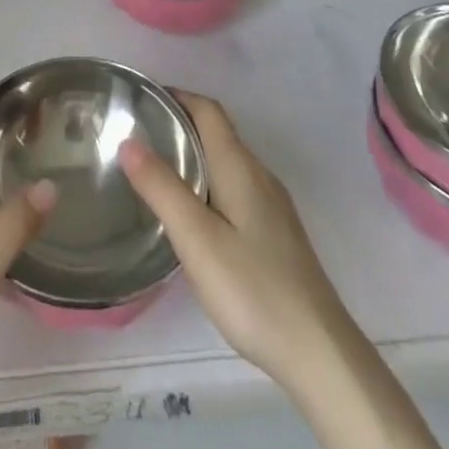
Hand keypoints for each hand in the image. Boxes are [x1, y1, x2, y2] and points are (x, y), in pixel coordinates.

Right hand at [119, 92, 350, 394]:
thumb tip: (128, 141)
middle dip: (180, 124)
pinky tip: (193, 214)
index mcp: (240, 167)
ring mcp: (272, 206)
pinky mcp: (277, 234)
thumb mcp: (196, 239)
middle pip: (218, 132)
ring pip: (227, 162)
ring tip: (155, 170)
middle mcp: (259, 176)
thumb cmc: (253, 289)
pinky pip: (236, 187)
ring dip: (194, 154)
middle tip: (138, 134)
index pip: (208, 110)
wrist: (320, 352)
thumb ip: (162, 187)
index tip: (142, 99)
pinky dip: (208, 181)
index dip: (177, 96)